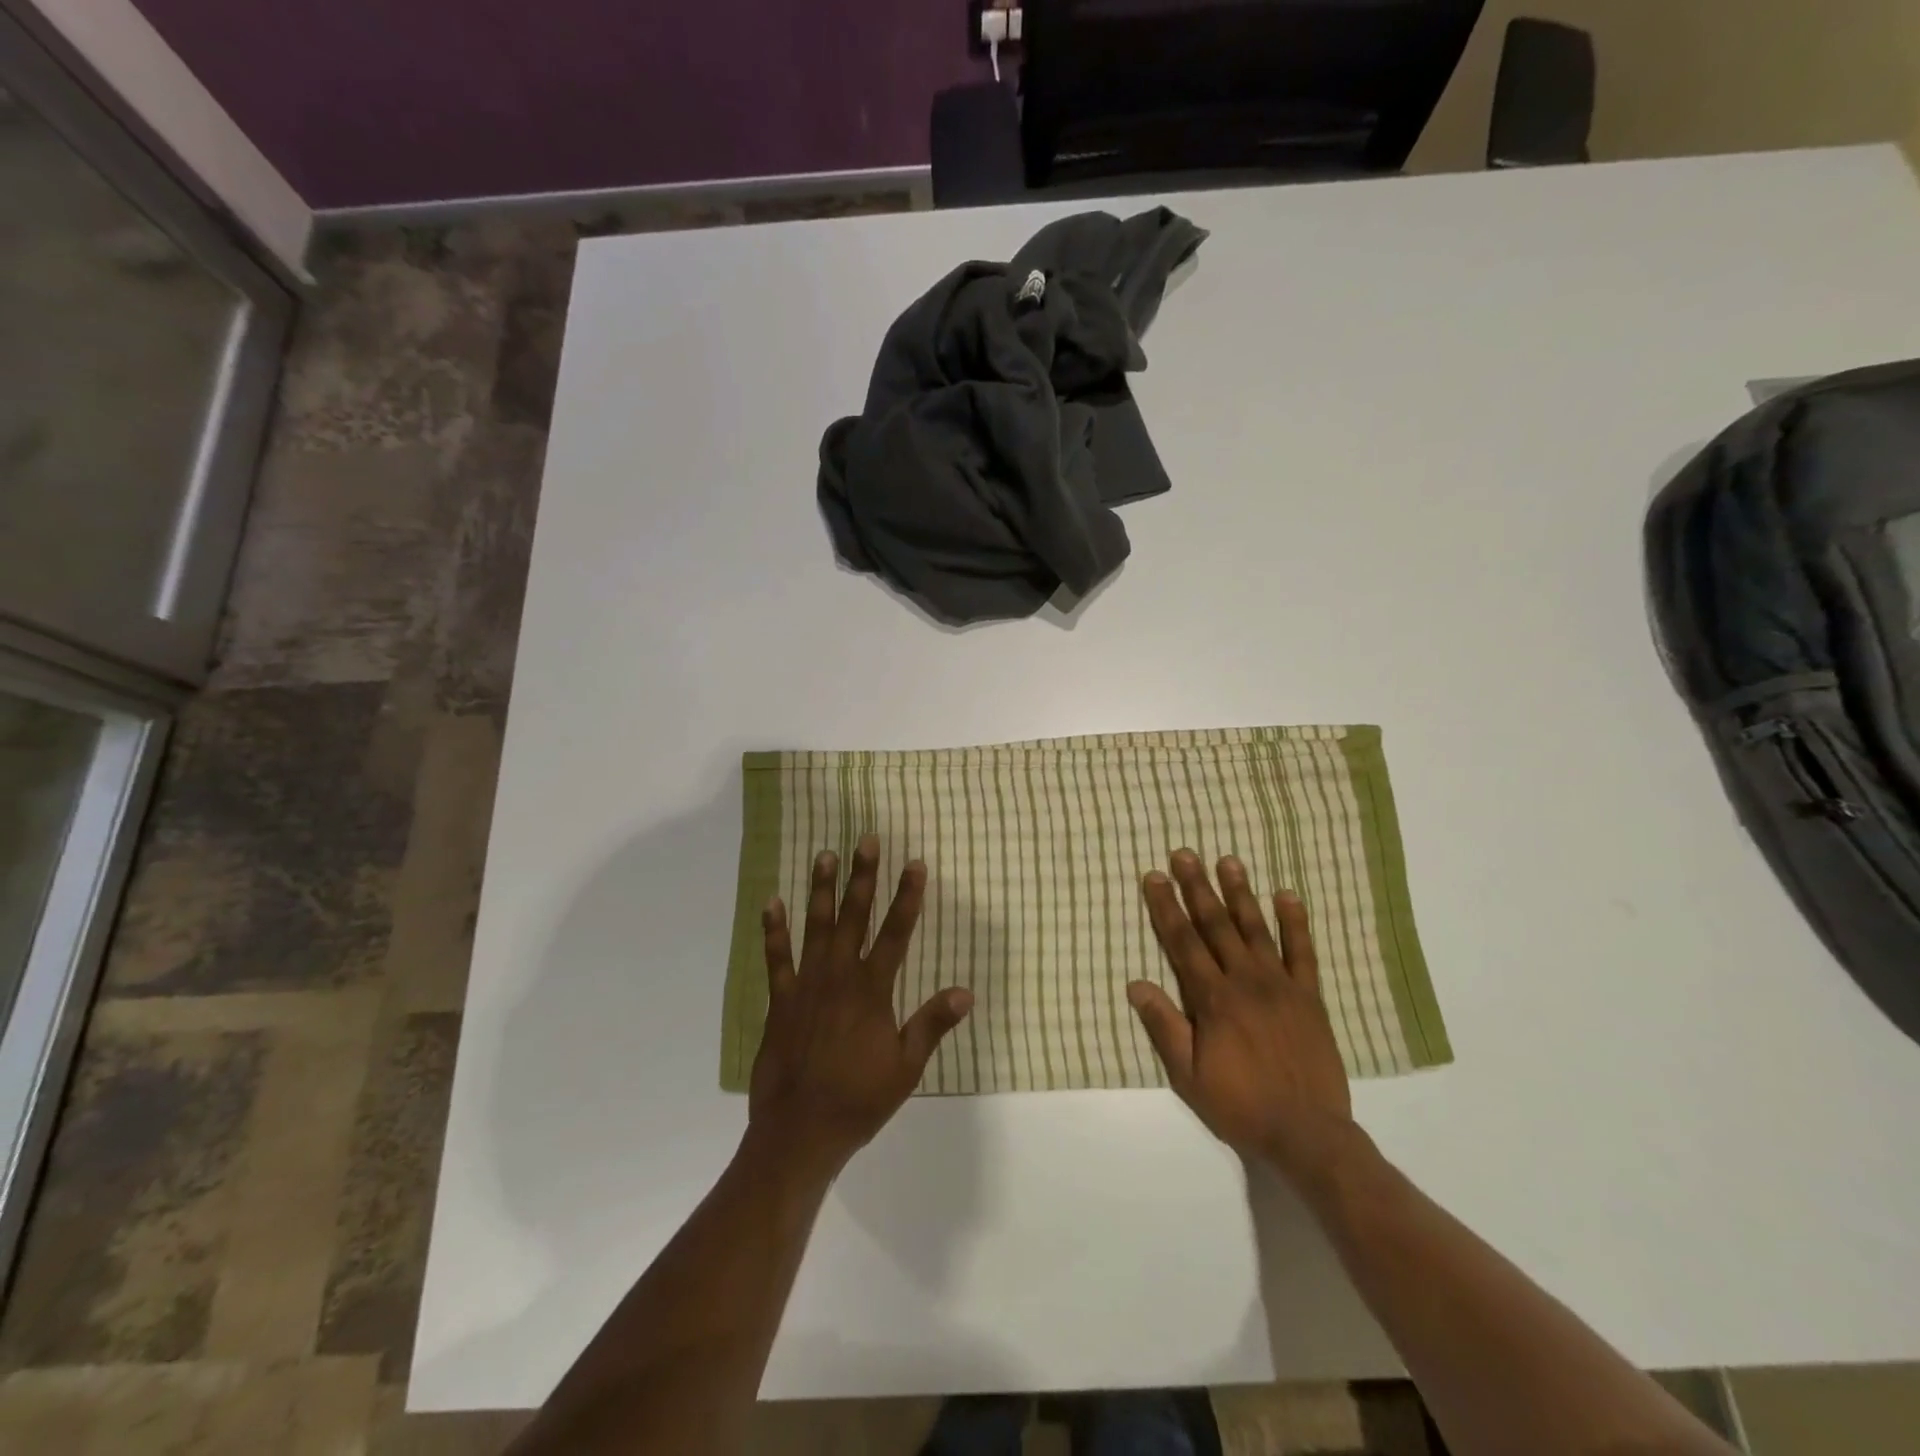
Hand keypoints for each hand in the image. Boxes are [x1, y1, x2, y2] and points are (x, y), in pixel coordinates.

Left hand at [749, 834, 972, 1177]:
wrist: (800, 1132)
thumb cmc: (859, 1100)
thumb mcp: (906, 1067)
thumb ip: (932, 1024)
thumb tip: (966, 991)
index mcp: (873, 991)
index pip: (896, 933)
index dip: (907, 897)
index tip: (914, 863)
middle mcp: (840, 977)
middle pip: (855, 917)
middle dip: (863, 877)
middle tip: (866, 839)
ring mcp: (806, 985)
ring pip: (816, 927)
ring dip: (821, 890)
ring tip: (824, 855)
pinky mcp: (780, 1000)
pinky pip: (776, 958)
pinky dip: (773, 929)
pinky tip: (771, 902)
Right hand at [1128, 850, 1358, 1186]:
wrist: (1308, 1134)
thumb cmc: (1240, 1105)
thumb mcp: (1188, 1076)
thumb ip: (1164, 1027)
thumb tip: (1135, 984)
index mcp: (1213, 1000)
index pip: (1183, 943)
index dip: (1166, 908)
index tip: (1155, 877)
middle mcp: (1245, 981)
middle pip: (1216, 925)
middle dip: (1197, 887)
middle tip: (1184, 854)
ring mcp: (1281, 985)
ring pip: (1256, 929)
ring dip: (1240, 893)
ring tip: (1228, 860)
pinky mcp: (1310, 996)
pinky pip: (1303, 952)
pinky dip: (1295, 922)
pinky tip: (1287, 895)